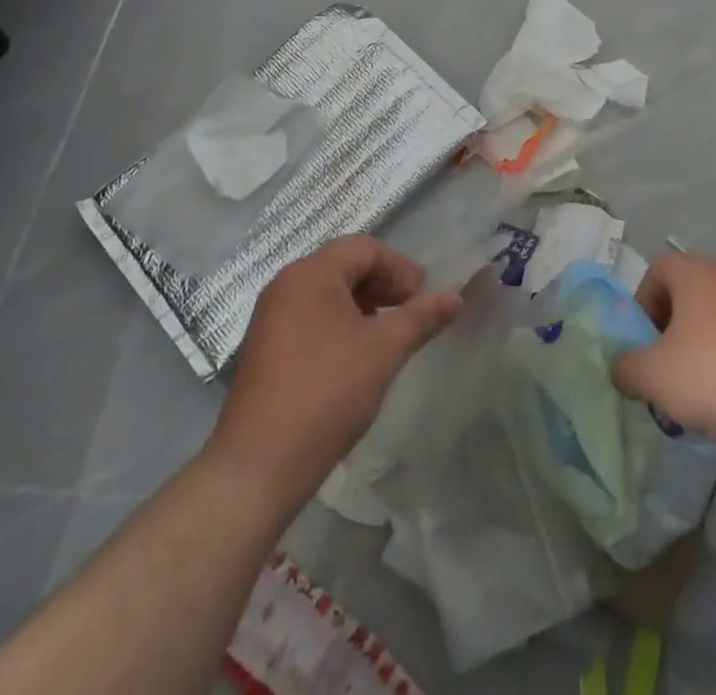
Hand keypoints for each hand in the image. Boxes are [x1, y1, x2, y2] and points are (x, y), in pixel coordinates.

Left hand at [206, 237, 461, 498]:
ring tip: (388, 335)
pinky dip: (341, 323)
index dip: (401, 268)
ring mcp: (271, 317)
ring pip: (329, 292)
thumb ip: (422, 317)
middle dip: (384, 284)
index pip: (366, 249)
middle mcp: (286, 285)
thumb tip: (457, 296)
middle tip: (411, 313)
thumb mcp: (384, 351)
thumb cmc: (327, 394)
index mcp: (311, 274)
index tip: (423, 299)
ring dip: (364, 304)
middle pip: (346, 266)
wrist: (258, 467)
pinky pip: (311, 316)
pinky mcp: (266, 347)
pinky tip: (356, 356)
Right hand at [613, 253, 715, 451]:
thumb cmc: (714, 375)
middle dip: (666, 334)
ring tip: (689, 396)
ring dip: (694, 353)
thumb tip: (621, 367)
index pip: (656, 270)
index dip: (641, 304)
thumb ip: (626, 367)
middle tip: (660, 372)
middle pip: (684, 297)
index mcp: (694, 272)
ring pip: (711, 323)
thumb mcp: (653, 375)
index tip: (641, 344)